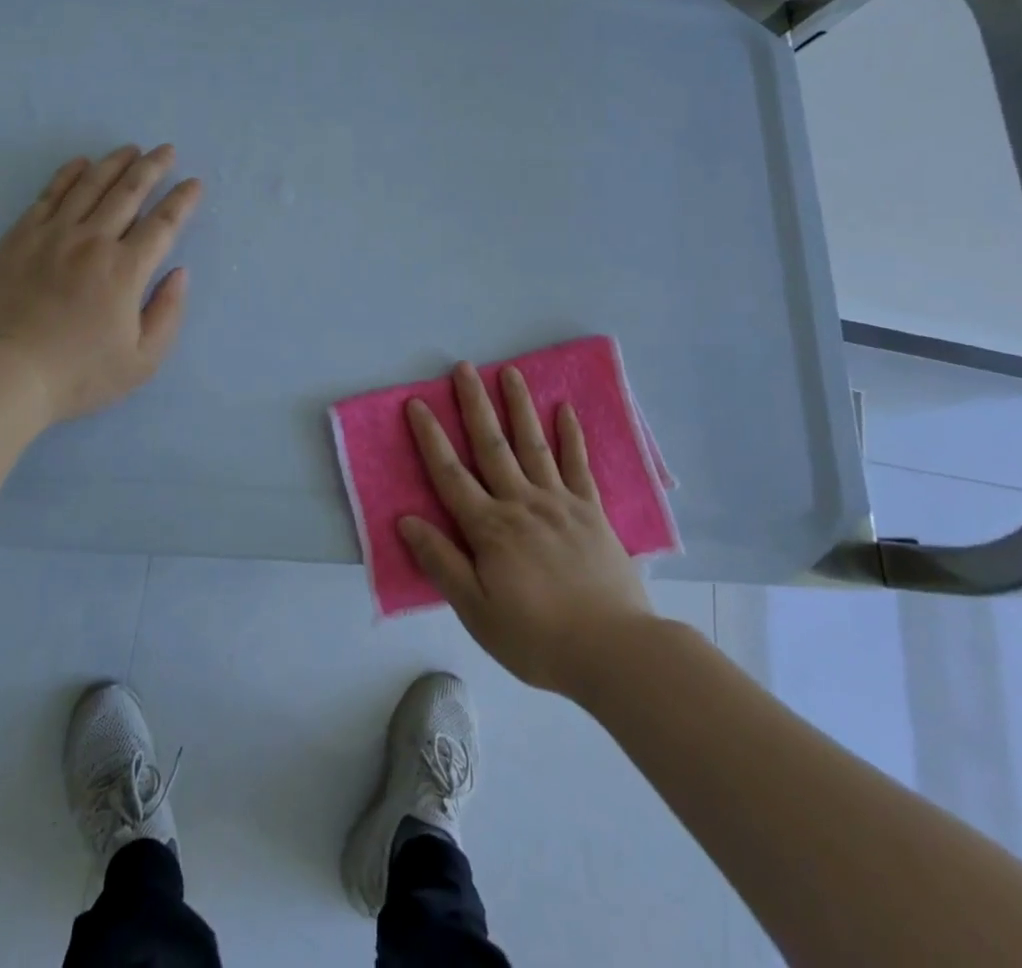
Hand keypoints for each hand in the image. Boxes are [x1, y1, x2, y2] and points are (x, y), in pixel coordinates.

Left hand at [0, 144, 201, 423]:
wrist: (4, 374)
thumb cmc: (78, 374)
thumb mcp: (141, 361)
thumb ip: (168, 313)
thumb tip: (180, 273)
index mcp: (126, 270)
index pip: (163, 224)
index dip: (182, 200)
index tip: (194, 183)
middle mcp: (93, 241)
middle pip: (129, 192)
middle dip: (152, 168)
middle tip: (166, 150)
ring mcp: (53, 235)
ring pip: (90, 186)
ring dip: (114, 163)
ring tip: (130, 149)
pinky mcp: (20, 237)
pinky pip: (49, 195)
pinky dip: (68, 175)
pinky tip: (80, 164)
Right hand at [399, 363, 653, 697]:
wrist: (615, 653)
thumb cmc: (537, 638)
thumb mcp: (476, 611)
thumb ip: (441, 562)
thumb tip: (406, 520)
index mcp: (490, 527)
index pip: (450, 474)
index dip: (430, 438)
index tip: (417, 404)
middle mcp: (522, 503)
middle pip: (492, 445)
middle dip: (474, 404)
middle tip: (463, 368)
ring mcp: (560, 503)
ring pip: (534, 444)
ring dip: (519, 406)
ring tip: (509, 372)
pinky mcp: (592, 512)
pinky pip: (579, 466)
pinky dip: (572, 436)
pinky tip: (565, 410)